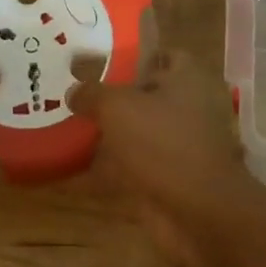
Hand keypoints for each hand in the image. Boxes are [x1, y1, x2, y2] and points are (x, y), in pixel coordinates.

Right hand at [73, 50, 253, 266]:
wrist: (198, 212)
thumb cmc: (163, 143)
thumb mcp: (119, 108)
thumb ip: (94, 94)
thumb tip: (74, 91)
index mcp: (186, 78)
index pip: (160, 54)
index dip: (130, 55)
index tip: (96, 60)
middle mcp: (187, 106)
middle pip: (145, 94)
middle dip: (112, 96)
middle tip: (73, 93)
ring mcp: (179, 144)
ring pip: (137, 131)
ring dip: (108, 133)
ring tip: (67, 126)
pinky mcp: (168, 178)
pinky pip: (132, 166)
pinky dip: (108, 168)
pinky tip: (74, 169)